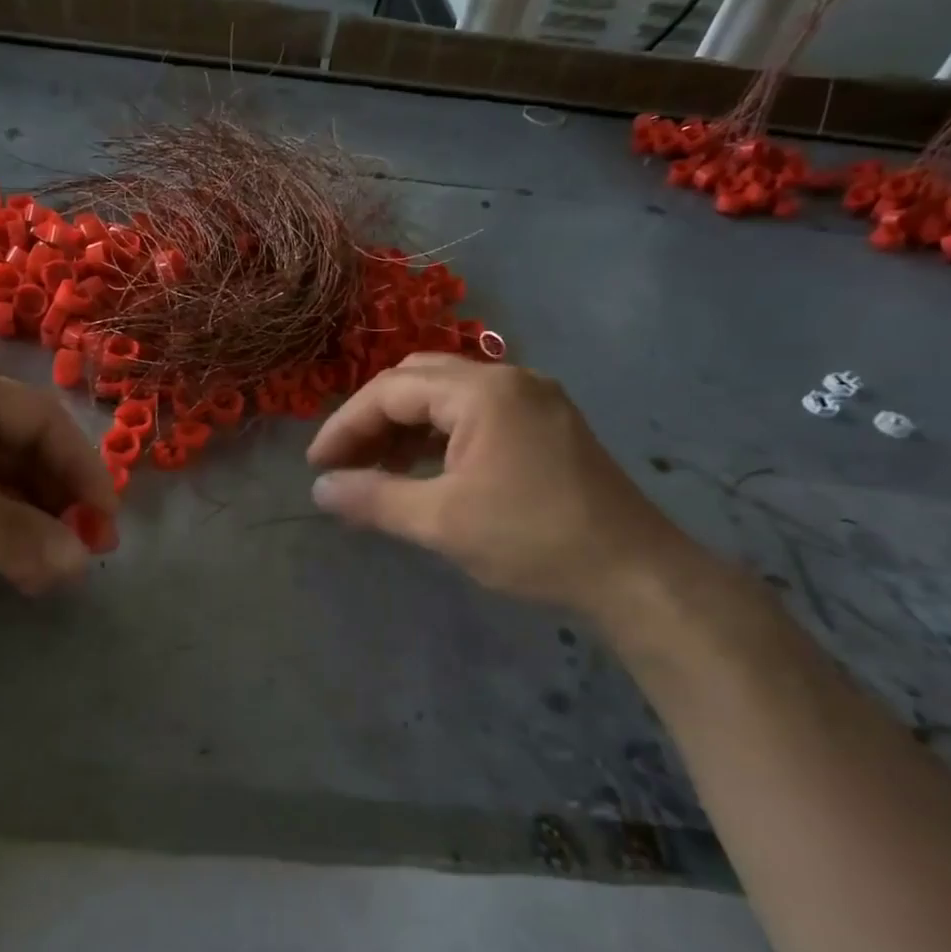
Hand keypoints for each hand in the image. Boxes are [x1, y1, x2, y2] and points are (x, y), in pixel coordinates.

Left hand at [0, 356, 117, 610]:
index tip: (106, 520)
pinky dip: (2, 538)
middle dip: (61, 499)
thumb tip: (82, 562)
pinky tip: (20, 567)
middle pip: (28, 453)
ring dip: (34, 523)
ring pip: (5, 486)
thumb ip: (9, 531)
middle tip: (85, 552)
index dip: (82, 466)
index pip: (41, 419)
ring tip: (56, 568)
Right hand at [306, 354, 690, 613]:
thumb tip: (319, 490)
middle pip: (417, 380)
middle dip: (372, 419)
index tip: (316, 465)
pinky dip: (438, 434)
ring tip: (375, 469)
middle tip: (344, 463)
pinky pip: (474, 413)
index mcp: (481, 391)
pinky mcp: (545, 423)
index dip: (346, 425)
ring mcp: (532, 398)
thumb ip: (373, 499)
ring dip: (404, 426)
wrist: (634, 573)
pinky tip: (422, 468)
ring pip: (446, 395)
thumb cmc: (531, 540)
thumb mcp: (440, 521)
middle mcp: (507, 378)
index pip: (391, 391)